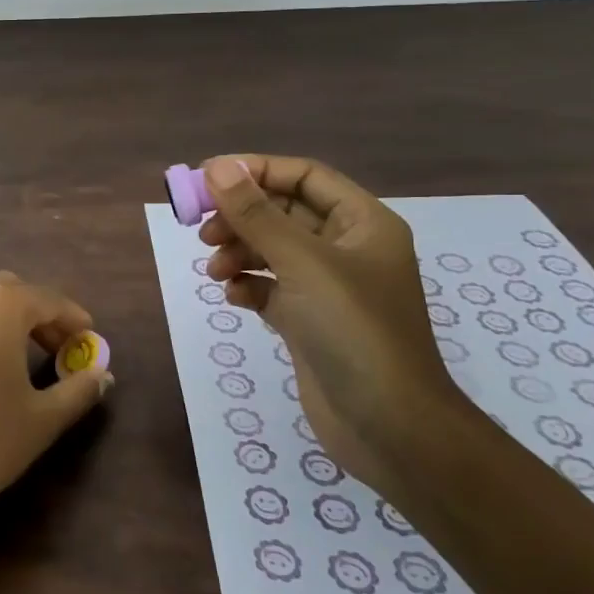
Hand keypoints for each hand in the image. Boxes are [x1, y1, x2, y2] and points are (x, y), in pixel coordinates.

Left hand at [0, 272, 110, 535]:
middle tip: (50, 348)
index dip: (72, 318)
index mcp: (0, 305)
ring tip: (2, 351)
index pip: (48, 299)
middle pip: (6, 290)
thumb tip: (102, 374)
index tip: (87, 338)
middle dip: (33, 313)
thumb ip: (78, 391)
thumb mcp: (40, 423)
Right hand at [198, 156, 477, 496]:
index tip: (208, 178)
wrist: (390, 427)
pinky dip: (248, 286)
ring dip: (238, 253)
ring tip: (214, 271)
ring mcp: (328, 288)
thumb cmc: (354, 331)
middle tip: (203, 231)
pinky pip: (270, 288)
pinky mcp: (310, 322)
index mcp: (363, 223)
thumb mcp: (302, 263)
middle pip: (283, 213)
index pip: (304, 177)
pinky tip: (234, 297)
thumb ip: (256, 215)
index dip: (256, 171)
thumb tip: (217, 166)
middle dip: (241, 217)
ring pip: (272, 251)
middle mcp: (347, 249)